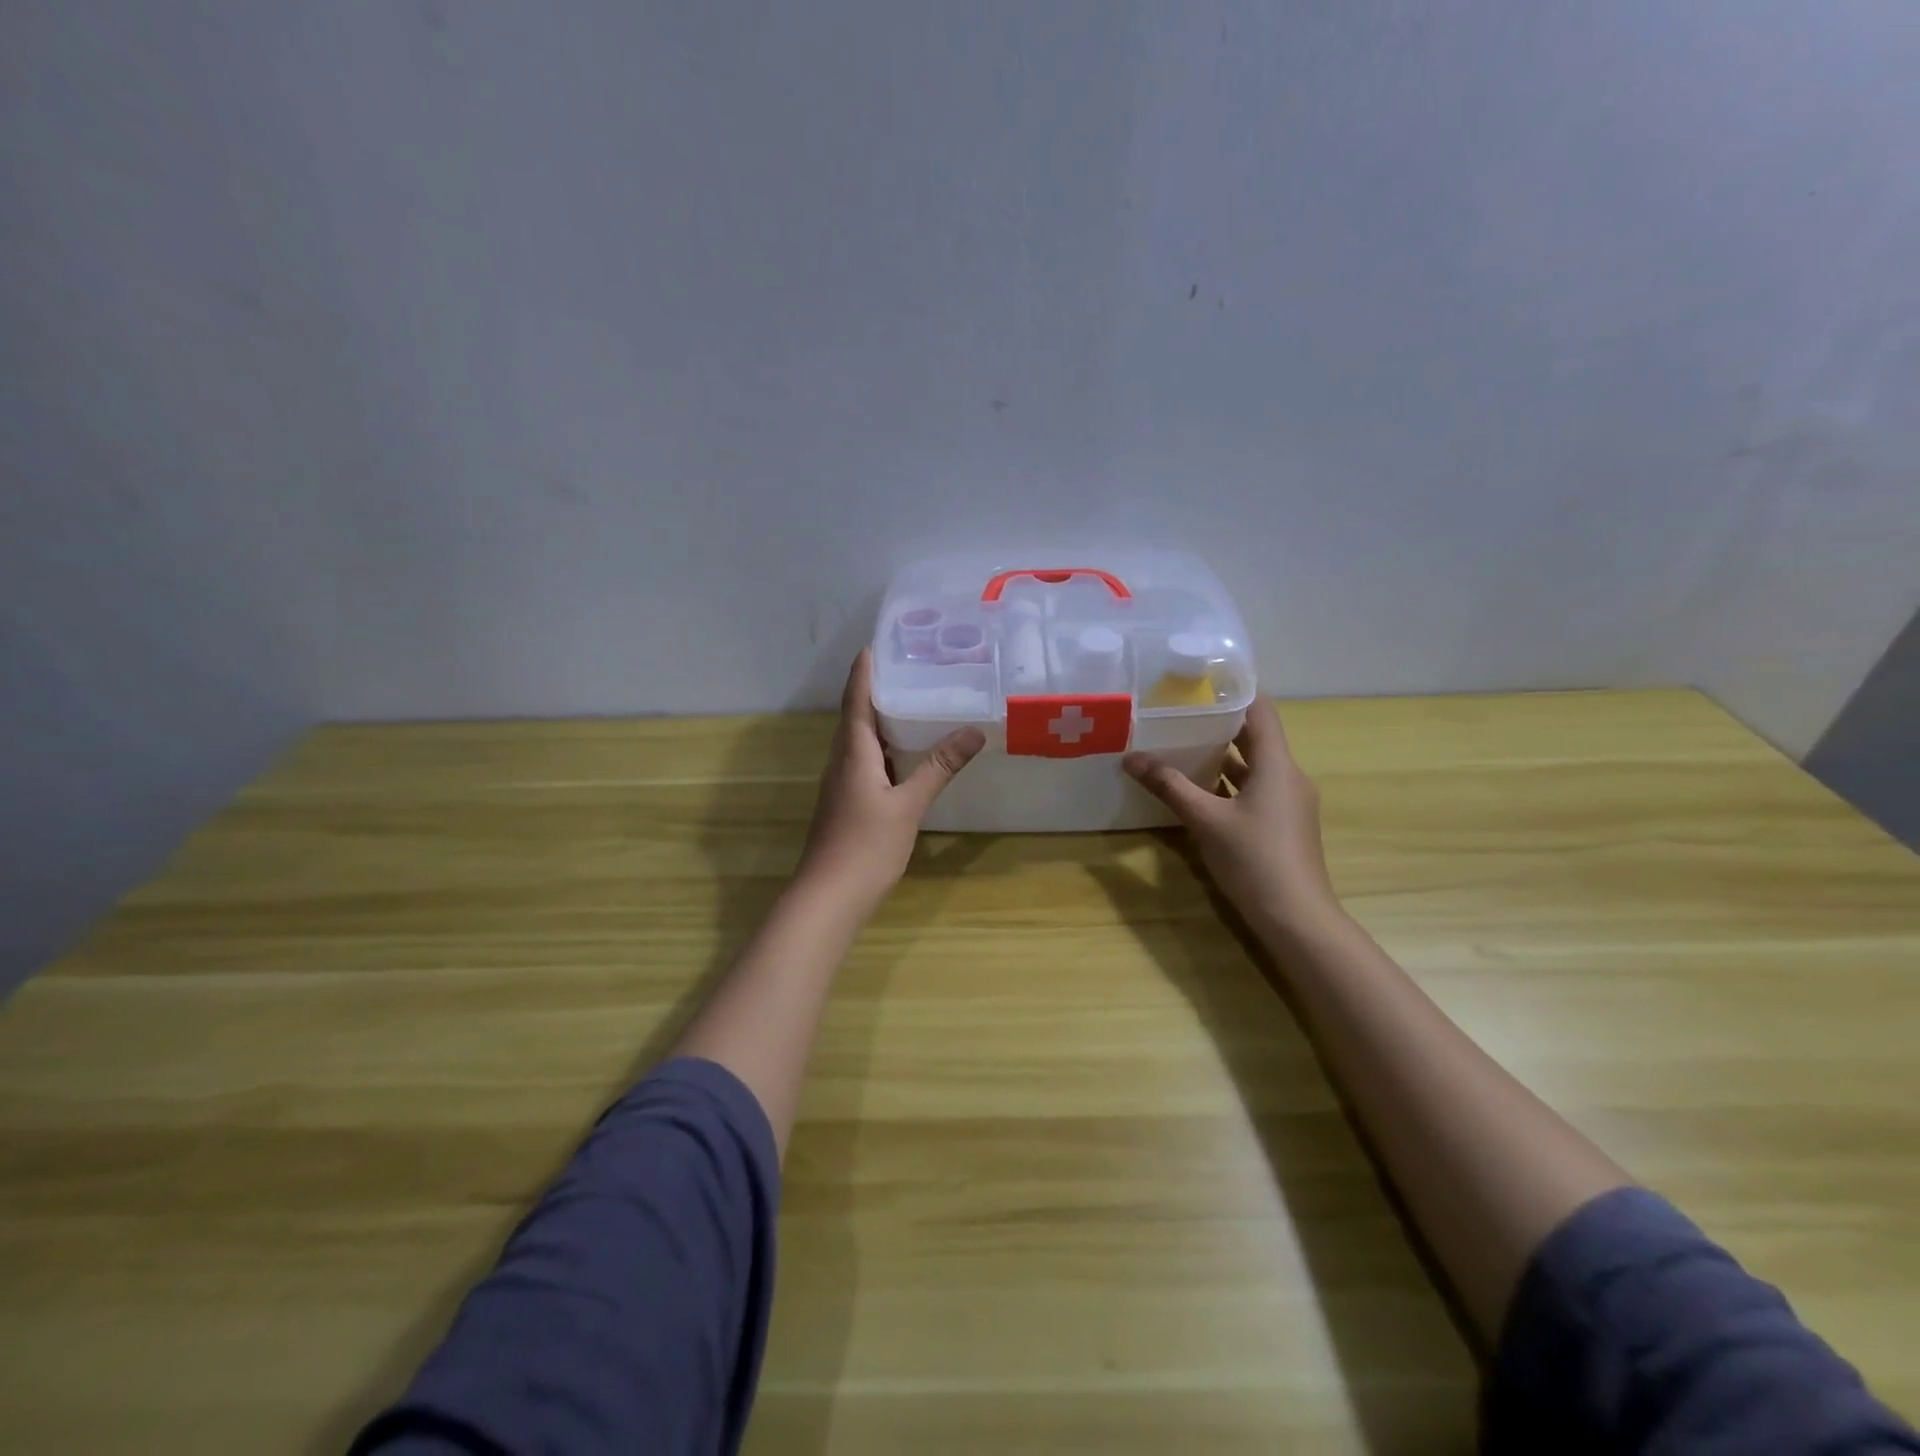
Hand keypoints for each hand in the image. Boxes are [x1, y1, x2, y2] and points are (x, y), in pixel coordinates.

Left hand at [797, 649, 985, 910]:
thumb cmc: (866, 846)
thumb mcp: (908, 805)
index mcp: (852, 753)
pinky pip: (865, 762)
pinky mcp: (847, 803)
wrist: (829, 897)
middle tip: (910, 669)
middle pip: (856, 716)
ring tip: (914, 703)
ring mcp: (842, 784)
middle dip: (877, 690)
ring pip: (861, 741)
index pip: (855, 700)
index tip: (877, 644)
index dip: (864, 672)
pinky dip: (885, 749)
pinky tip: (906, 755)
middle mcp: (842, 761)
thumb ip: (939, 767)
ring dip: (881, 720)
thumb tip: (973, 731)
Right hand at [1124, 699, 1342, 936]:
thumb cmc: (1254, 859)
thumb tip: (1131, 758)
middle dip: (1219, 723)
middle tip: (1179, 712)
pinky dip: (1228, 782)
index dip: (1235, 692)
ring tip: (1181, 744)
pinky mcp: (1282, 824)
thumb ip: (1169, 786)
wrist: (1296, 918)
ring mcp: (1288, 802)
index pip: (1261, 710)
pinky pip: (1254, 789)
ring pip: (1254, 766)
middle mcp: (1288, 776)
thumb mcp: (1205, 820)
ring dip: (1222, 755)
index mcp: (1277, 765)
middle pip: (1255, 737)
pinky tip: (1197, 788)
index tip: (1200, 683)